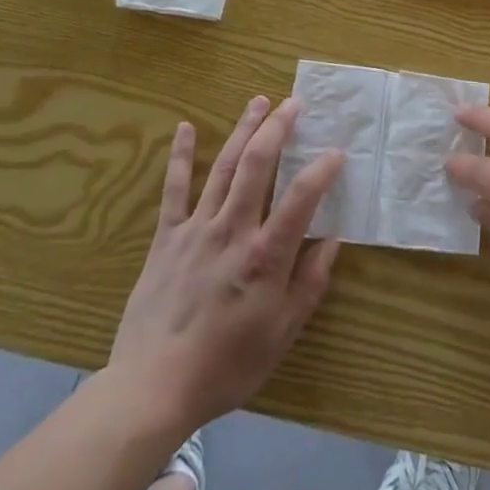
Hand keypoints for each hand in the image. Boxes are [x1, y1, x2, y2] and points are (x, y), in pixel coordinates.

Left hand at [107, 97, 344, 441]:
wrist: (152, 388)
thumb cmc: (226, 366)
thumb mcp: (281, 335)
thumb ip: (310, 284)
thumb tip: (332, 241)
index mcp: (265, 255)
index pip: (301, 197)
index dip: (322, 169)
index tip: (337, 151)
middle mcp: (233, 230)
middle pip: (258, 165)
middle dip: (278, 128)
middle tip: (293, 103)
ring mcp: (197, 229)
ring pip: (225, 167)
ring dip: (243, 130)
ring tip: (258, 101)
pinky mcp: (167, 237)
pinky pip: (175, 190)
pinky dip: (181, 157)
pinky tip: (186, 127)